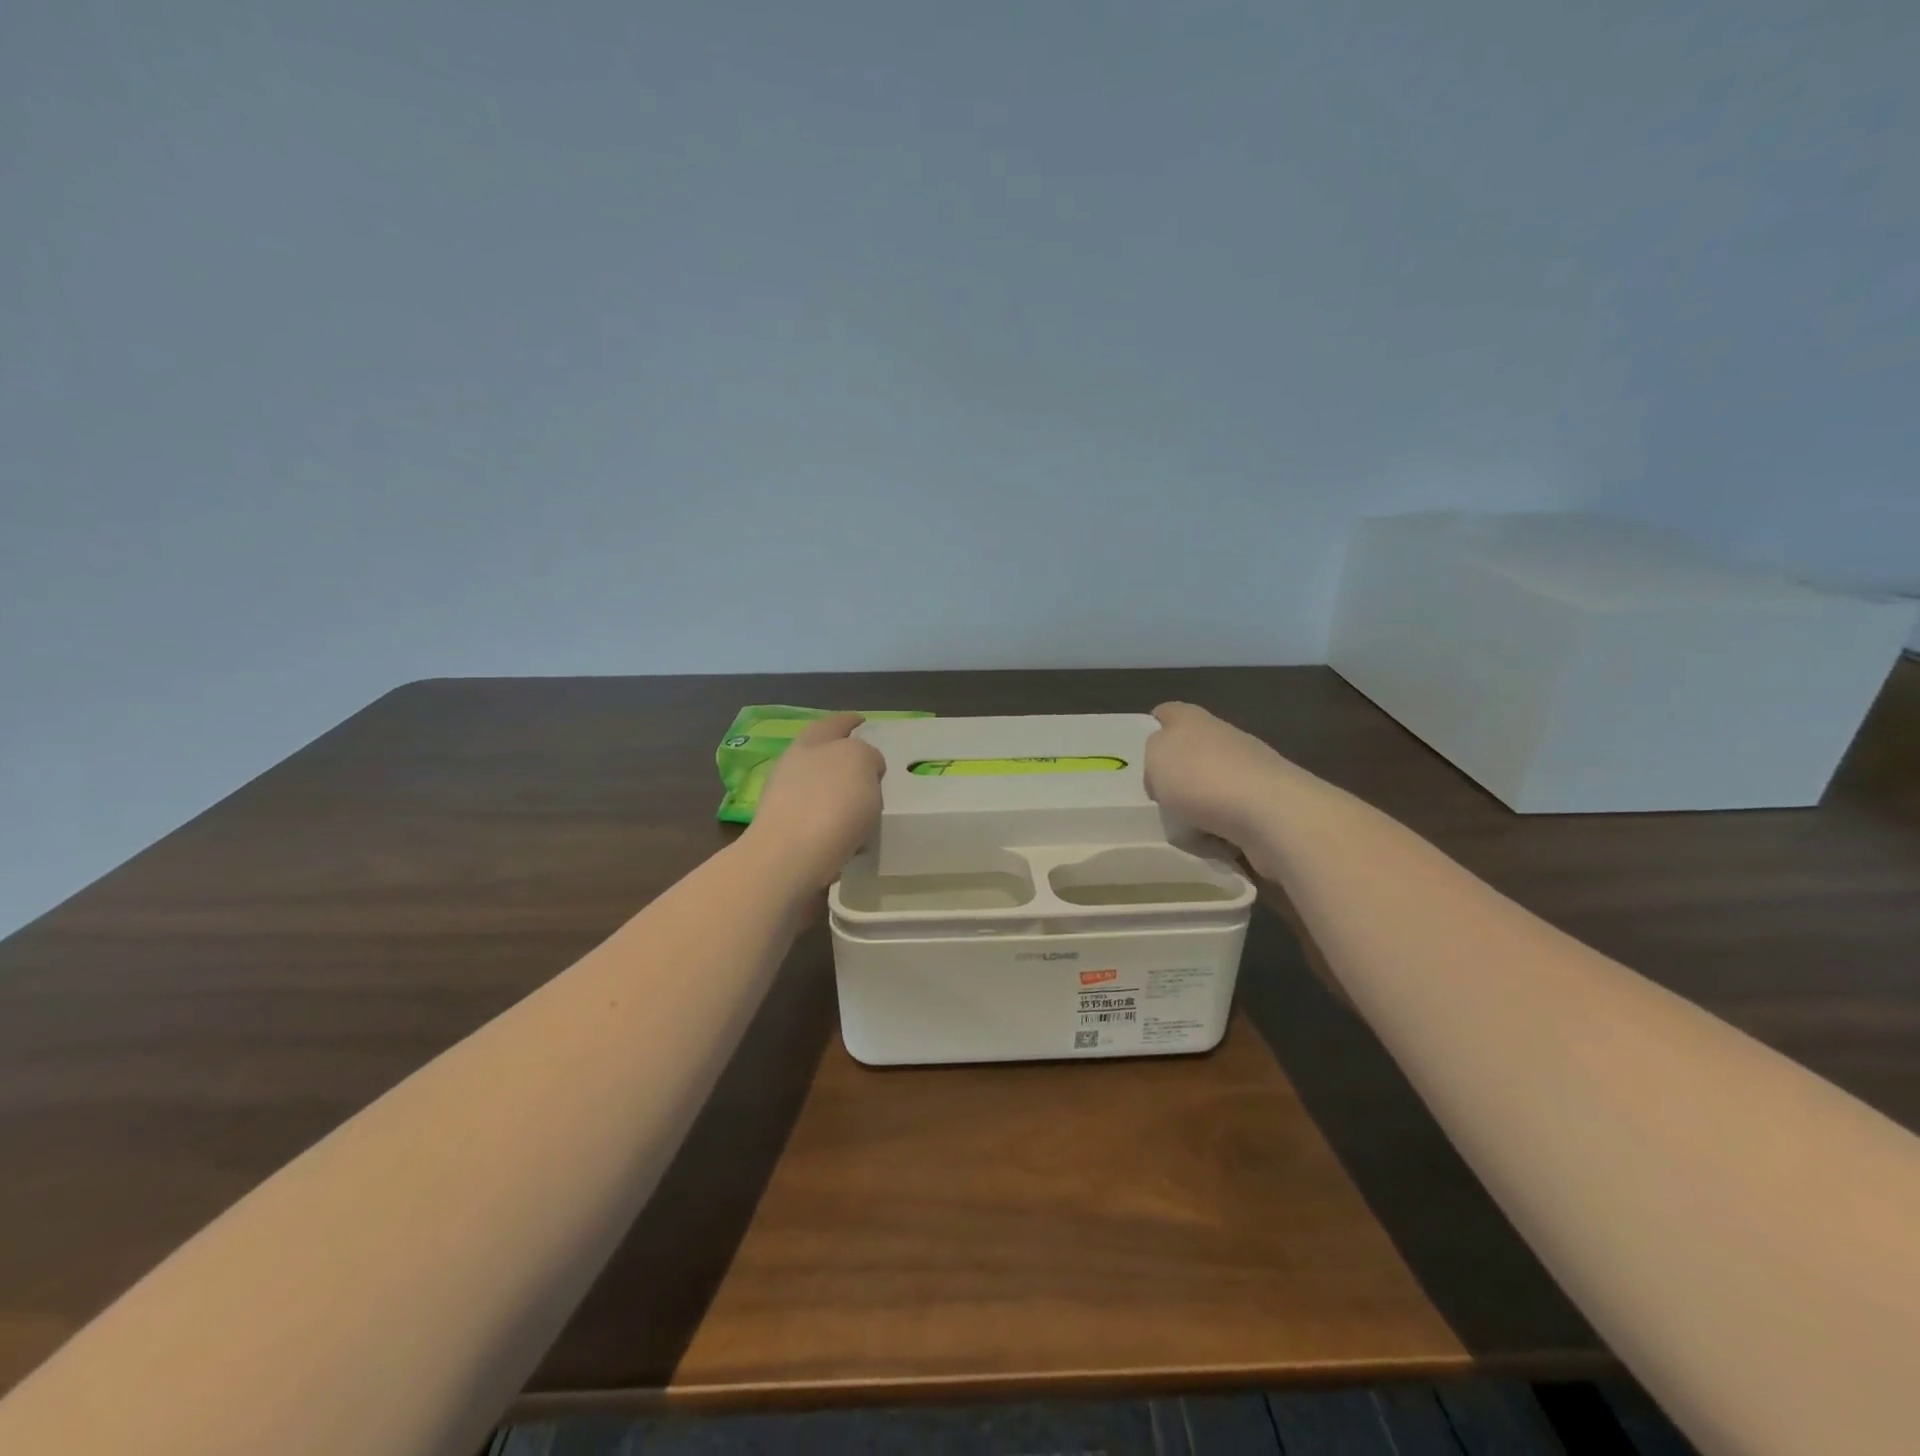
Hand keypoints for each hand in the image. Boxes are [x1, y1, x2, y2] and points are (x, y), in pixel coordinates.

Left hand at [742, 713, 884, 890]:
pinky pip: (822, 825)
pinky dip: (838, 827)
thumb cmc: (828, 804)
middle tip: (873, 769)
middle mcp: (793, 769)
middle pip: (823, 757)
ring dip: (843, 798)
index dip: (850, 721)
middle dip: (846, 761)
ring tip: (870, 810)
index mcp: (809, 743)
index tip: (863, 722)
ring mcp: (786, 805)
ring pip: (822, 793)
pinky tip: (854, 840)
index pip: (834, 724)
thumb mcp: (859, 761)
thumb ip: (865, 755)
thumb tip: (863, 768)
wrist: (788, 863)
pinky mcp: (788, 839)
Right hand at [1145, 702, 1290, 873]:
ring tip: (1187, 829)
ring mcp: (1251, 771)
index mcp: (1194, 720)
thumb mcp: (1156, 756)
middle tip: (1160, 799)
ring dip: (1200, 806)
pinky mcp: (1268, 805)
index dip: (1154, 725)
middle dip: (1178, 776)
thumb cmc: (1202, 777)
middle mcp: (1226, 738)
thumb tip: (1167, 769)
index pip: (1169, 712)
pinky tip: (1214, 843)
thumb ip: (1153, 753)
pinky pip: (1232, 818)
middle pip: (1193, 752)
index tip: (1143, 749)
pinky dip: (1220, 831)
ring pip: (1213, 787)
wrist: (1270, 814)